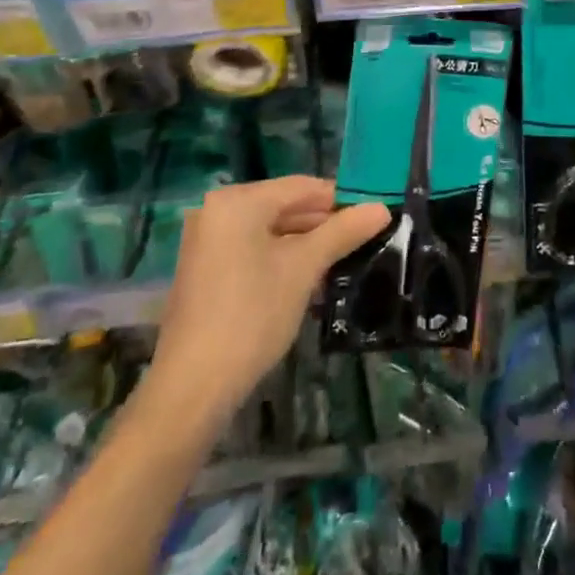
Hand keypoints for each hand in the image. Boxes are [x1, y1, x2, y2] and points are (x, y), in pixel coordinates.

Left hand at [142, 178, 389, 429]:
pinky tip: (310, 278)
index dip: (341, 199)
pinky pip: (253, 249)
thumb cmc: (252, 315)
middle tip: (365, 239)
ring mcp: (208, 241)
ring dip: (306, 244)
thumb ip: (342, 232)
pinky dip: (281, 258)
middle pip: (284, 206)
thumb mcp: (304, 269)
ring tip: (345, 259)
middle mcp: (217, 210)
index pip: (302, 186)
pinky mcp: (206, 270)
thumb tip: (382, 208)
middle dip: (324, 223)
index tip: (374, 213)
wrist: (192, 388)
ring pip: (270, 231)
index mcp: (238, 201)